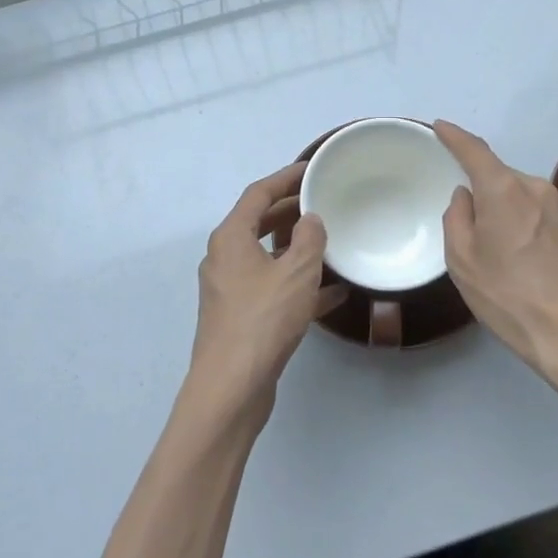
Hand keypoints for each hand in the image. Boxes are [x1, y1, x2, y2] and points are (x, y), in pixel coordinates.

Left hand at [190, 160, 346, 419]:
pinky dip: (297, 284)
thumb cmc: (263, 320)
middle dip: (292, 212)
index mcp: (230, 238)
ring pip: (267, 257)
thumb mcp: (296, 273)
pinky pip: (272, 288)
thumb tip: (310, 220)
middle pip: (259, 223)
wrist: (231, 388)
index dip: (285, 177)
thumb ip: (309, 239)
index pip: (258, 193)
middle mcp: (224, 258)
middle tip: (324, 203)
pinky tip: (333, 292)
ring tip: (330, 241)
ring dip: (296, 248)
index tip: (312, 169)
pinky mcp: (240, 317)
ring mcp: (230, 289)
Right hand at [436, 121, 557, 399]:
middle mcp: (535, 188)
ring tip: (500, 252)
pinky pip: (541, 213)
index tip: (440, 127)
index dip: (454, 136)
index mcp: (503, 190)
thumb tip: (466, 197)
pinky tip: (526, 260)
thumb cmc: (509, 297)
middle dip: (482, 191)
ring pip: (521, 196)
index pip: (474, 150)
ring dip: (506, 211)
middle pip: (499, 177)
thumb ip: (457, 218)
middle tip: (469, 227)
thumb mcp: (462, 261)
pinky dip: (527, 224)